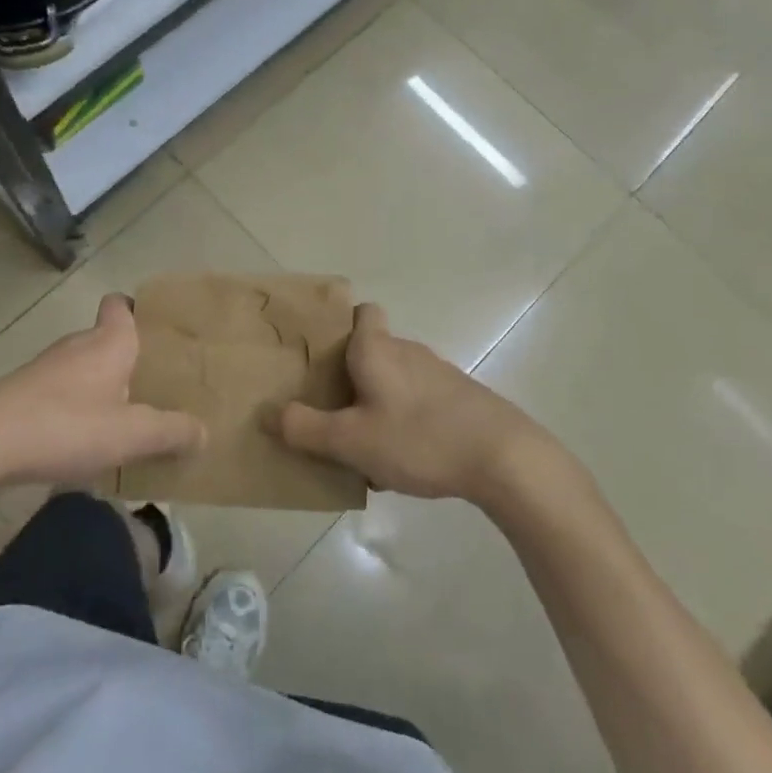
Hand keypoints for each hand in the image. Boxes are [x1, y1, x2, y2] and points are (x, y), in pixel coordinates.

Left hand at [0, 295, 204, 490]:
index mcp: (108, 342)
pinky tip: (85, 444)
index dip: (138, 310)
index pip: (121, 304)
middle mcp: (77, 346)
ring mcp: (46, 370)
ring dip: (104, 389)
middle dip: (131, 361)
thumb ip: (171, 432)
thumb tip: (203, 432)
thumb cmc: (65, 426)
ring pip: (85, 369)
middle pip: (108, 340)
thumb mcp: (130, 434)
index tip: (158, 332)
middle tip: (158, 389)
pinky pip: (62, 394)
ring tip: (128, 422)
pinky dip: (78, 410)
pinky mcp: (23, 396)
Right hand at [267, 303, 544, 502]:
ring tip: (361, 445)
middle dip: (349, 376)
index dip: (341, 324)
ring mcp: (437, 374)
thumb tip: (268, 414)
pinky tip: (400, 461)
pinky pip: (417, 402)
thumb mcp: (351, 440)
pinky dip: (403, 421)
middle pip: (371, 350)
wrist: (503, 457)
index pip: (362, 312)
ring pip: (394, 380)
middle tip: (327, 410)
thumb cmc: (418, 437)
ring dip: (376, 403)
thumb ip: (306, 428)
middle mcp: (407, 351)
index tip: (321, 353)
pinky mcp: (458, 400)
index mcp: (377, 348)